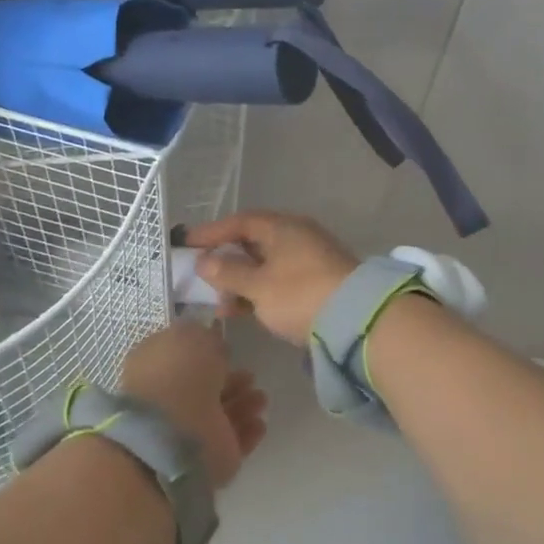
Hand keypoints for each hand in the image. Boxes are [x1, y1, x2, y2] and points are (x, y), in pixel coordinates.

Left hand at [120, 321, 268, 487]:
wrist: (176, 434)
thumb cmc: (178, 375)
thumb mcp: (191, 336)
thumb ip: (205, 337)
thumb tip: (213, 343)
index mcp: (156, 366)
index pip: (183, 357)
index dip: (205, 352)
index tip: (226, 348)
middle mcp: (171, 398)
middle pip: (206, 388)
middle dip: (230, 381)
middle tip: (251, 375)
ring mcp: (189, 430)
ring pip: (222, 414)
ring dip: (243, 405)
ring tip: (260, 398)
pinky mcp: (211, 457)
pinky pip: (234, 440)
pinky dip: (247, 431)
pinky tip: (260, 422)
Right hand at [184, 211, 359, 345]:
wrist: (357, 321)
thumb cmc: (299, 295)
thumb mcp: (258, 286)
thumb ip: (228, 273)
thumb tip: (204, 261)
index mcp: (282, 228)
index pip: (240, 222)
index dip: (212, 232)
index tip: (187, 243)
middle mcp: (297, 237)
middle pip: (253, 243)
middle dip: (226, 262)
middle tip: (203, 277)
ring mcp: (310, 260)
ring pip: (266, 265)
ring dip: (241, 283)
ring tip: (221, 305)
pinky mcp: (318, 283)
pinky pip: (279, 281)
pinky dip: (259, 293)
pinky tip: (245, 311)